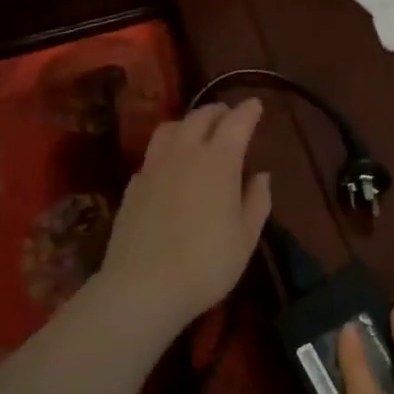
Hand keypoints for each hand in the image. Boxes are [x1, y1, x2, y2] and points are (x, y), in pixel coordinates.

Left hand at [99, 100, 270, 329]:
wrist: (142, 287)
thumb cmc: (206, 264)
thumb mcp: (246, 237)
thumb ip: (257, 200)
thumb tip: (260, 175)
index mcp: (219, 160)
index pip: (237, 122)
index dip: (248, 111)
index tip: (256, 105)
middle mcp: (185, 153)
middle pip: (201, 116)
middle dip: (219, 111)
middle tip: (230, 116)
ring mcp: (154, 166)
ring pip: (171, 128)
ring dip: (189, 122)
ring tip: (198, 133)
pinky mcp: (133, 185)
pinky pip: (153, 153)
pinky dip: (168, 149)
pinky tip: (171, 165)